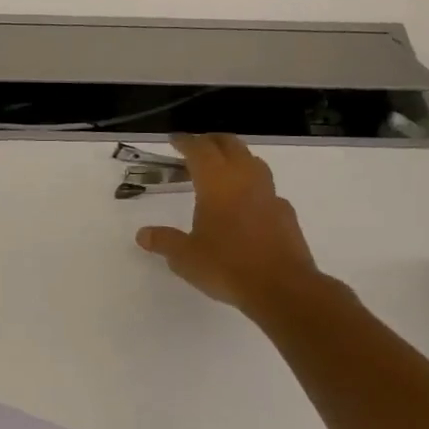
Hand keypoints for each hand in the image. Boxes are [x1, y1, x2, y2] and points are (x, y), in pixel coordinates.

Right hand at [135, 133, 325, 315]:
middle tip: (196, 146)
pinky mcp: (285, 214)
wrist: (283, 288)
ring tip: (221, 169)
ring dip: (236, 158)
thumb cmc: (227, 266)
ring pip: (253, 162)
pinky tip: (245, 204)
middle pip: (231, 146)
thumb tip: (143, 234)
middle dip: (212, 141)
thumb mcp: (185, 257)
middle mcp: (245, 181)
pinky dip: (252, 186)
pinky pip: (266, 189)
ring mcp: (269, 196)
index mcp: (217, 185)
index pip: (200, 150)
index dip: (185, 142)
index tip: (174, 140)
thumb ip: (164, 241)